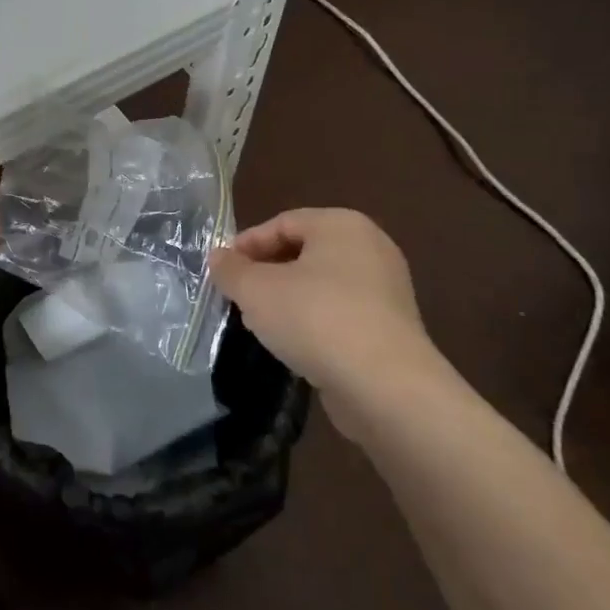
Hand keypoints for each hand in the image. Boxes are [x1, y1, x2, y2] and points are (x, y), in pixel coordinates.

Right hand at [210, 208, 459, 438]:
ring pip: (320, 285)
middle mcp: (369, 248)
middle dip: (265, 273)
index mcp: (341, 225)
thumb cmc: (315, 318)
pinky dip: (313, 322)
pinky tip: (292, 345)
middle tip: (238, 297)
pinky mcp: (390, 328)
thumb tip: (219, 257)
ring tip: (259, 324)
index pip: (281, 223)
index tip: (222, 272)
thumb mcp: (256, 290)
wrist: (385, 387)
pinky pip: (339, 313)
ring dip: (286, 300)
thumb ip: (231, 269)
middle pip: (302, 252)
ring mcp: (385, 289)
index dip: (246, 245)